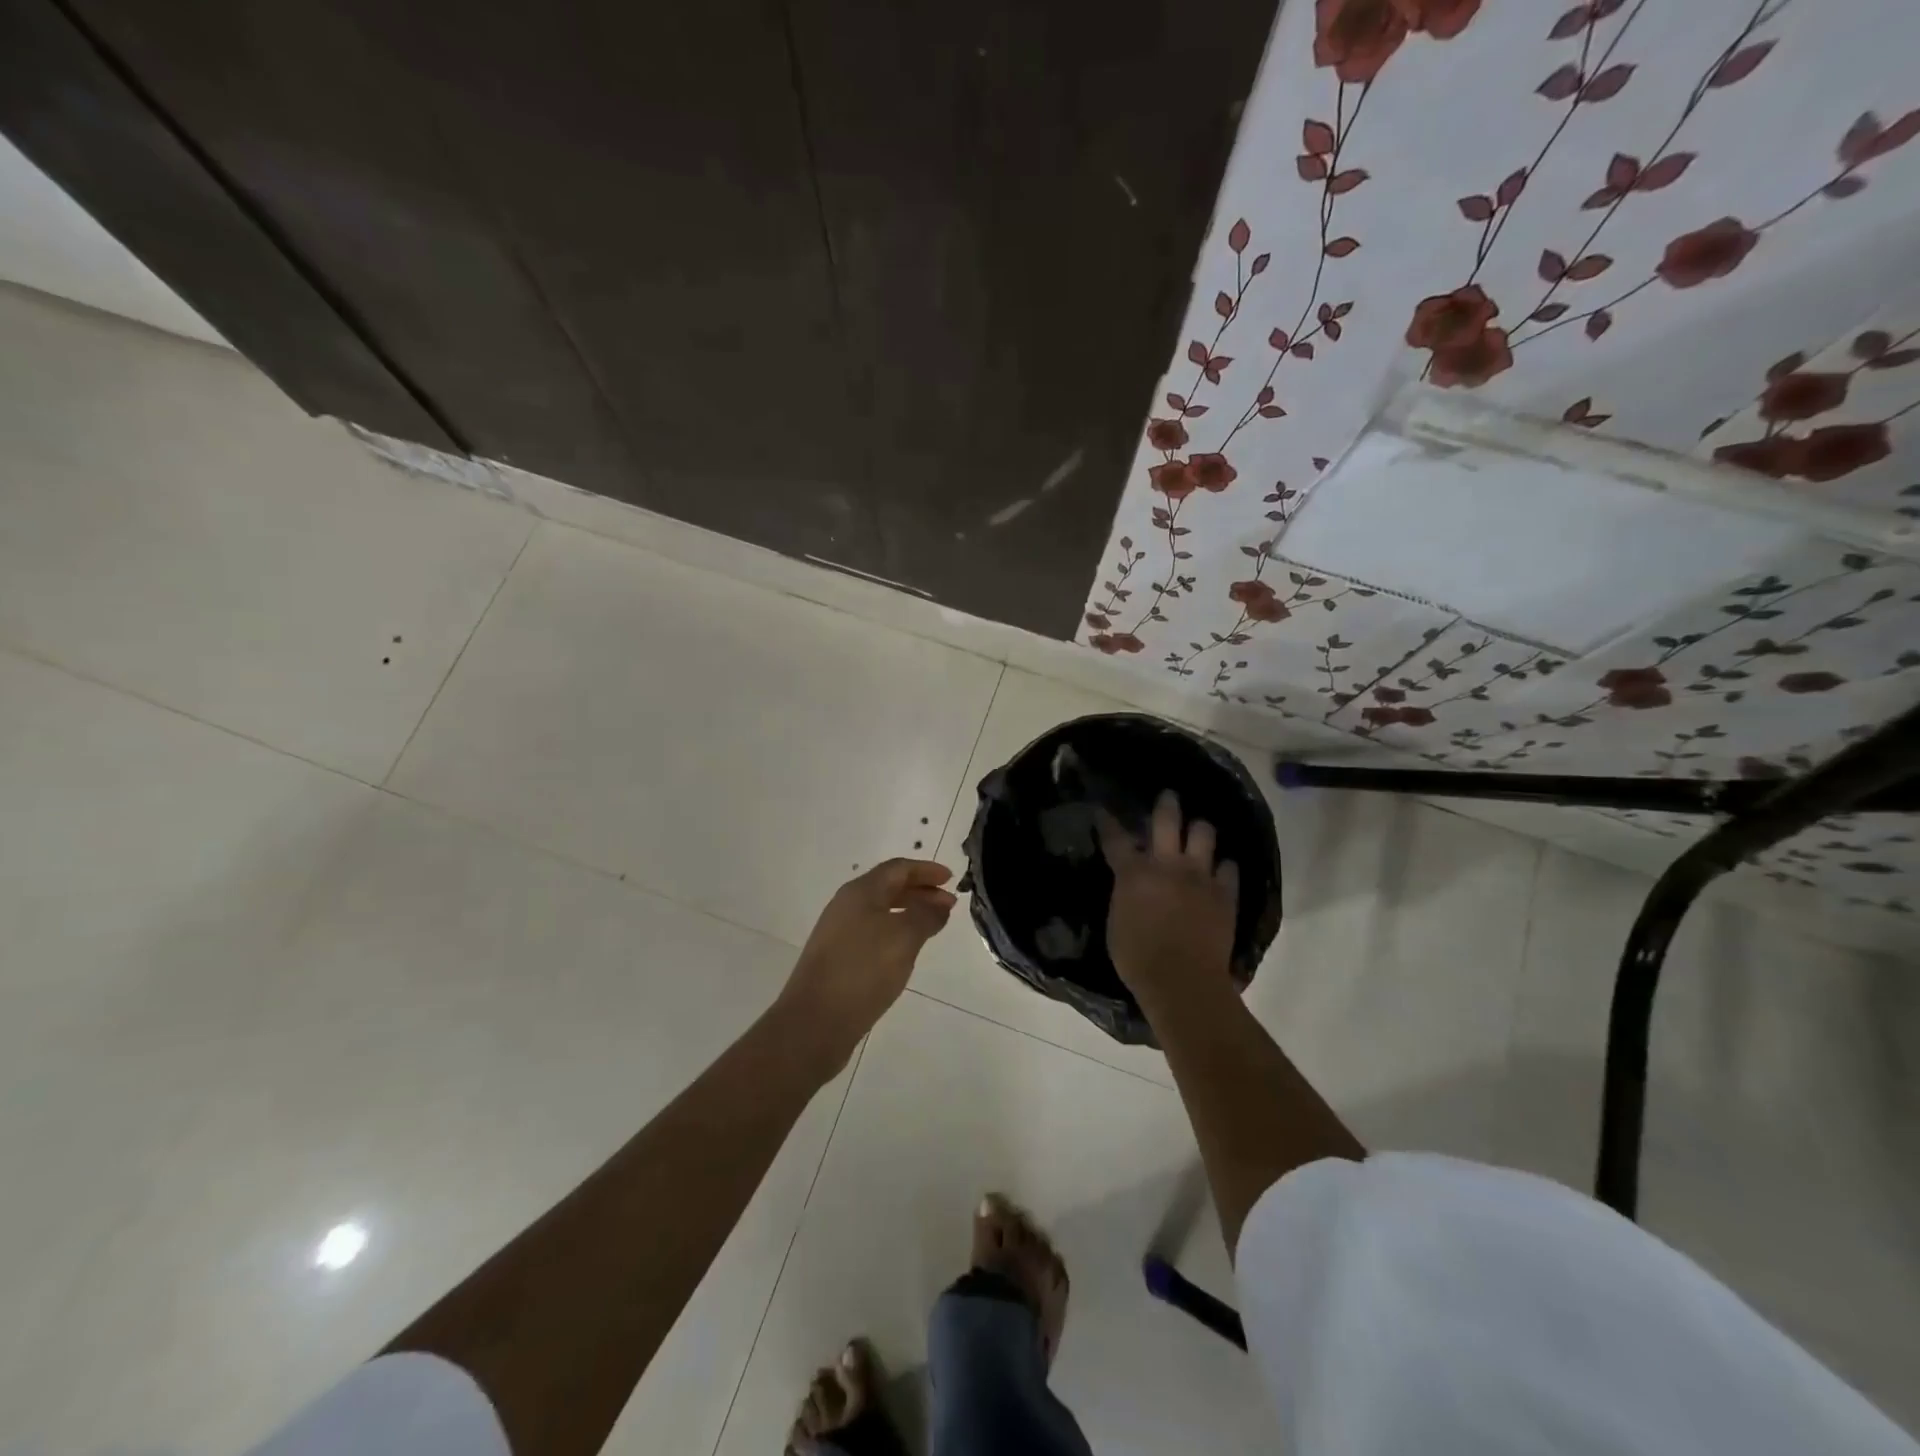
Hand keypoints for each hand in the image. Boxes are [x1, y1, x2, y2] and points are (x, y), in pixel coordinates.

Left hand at [776, 859, 956, 1073]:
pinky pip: (873, 932)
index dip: (926, 870)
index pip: (898, 868)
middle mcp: (846, 905)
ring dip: (909, 912)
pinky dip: (895, 932)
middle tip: (949, 905)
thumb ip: (926, 915)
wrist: (814, 1022)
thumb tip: (940, 902)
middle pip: (888, 887)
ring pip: (880, 911)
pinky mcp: (837, 958)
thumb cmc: (862, 970)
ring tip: (933, 926)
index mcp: (860, 892)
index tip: (951, 879)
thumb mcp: (903, 938)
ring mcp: (838, 932)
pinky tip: (906, 951)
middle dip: (920, 891)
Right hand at [1097, 791, 1237, 1003]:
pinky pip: (1229, 868)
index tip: (1103, 809)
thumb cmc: (1137, 957)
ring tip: (1199, 831)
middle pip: (1167, 820)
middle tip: (1168, 796)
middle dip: (1166, 804)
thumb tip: (1130, 885)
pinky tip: (1220, 870)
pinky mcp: (1225, 893)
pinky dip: (1223, 867)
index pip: (1116, 838)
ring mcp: (1200, 876)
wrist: (1182, 980)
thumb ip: (1124, 895)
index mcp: (1134, 872)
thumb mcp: (1116, 922)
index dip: (1108, 822)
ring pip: (1204, 834)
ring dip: (1200, 830)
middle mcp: (1167, 864)